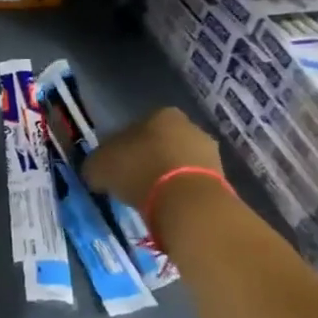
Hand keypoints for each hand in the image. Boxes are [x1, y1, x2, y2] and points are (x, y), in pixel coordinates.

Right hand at [81, 106, 222, 208]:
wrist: (186, 201)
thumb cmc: (138, 171)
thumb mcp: (98, 166)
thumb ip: (96, 164)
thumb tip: (97, 170)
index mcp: (160, 113)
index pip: (135, 127)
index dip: (122, 146)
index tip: (114, 165)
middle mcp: (188, 125)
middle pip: (160, 142)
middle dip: (147, 158)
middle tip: (131, 180)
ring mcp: (209, 151)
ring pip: (178, 161)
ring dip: (165, 175)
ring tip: (148, 196)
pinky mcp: (221, 177)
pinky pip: (190, 181)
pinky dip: (178, 190)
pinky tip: (166, 204)